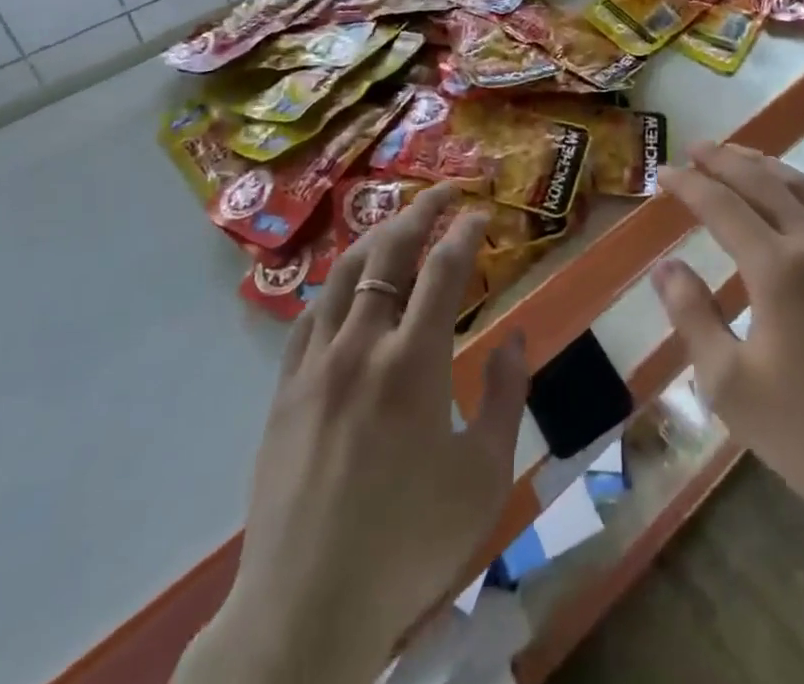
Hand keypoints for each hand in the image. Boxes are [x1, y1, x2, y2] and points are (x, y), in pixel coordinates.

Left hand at [188, 186, 527, 683]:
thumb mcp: (484, 477)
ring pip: (345, 272)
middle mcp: (361, 346)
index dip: (466, 230)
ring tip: (403, 221)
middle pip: (390, 251)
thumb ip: (506, 396)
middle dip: (422, 209)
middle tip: (447, 191)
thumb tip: (517, 336)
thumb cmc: (408, 545)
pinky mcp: (285, 389)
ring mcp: (316, 364)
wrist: (304, 612)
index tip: (482, 212)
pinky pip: (310, 314)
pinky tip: (350, 285)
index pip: (443, 268)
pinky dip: (338, 283)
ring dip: (379, 235)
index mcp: (413, 364)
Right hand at [649, 145, 803, 529]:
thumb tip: (665, 265)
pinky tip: (800, 193)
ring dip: (764, 166)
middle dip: (724, 161)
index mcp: (778, 269)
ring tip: (736, 155)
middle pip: (762, 183)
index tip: (662, 172)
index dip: (689, 185)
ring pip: (802, 188)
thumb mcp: (730, 385)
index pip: (722, 206)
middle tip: (693, 148)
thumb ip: (693, 316)